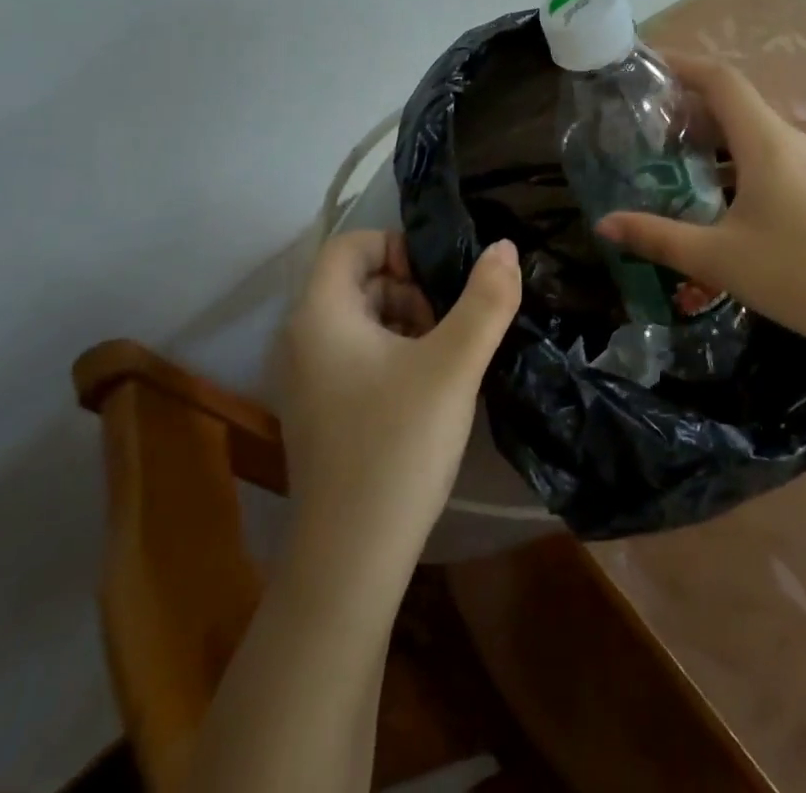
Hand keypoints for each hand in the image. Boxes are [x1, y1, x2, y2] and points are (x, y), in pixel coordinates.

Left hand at [278, 232, 520, 573]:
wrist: (350, 560)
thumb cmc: (398, 446)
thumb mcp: (454, 365)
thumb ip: (486, 300)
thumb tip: (504, 247)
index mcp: (321, 315)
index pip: (351, 244)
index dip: (397, 247)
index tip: (438, 282)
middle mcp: (301, 339)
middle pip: (358, 281)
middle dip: (409, 290)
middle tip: (448, 326)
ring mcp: (306, 379)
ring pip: (360, 321)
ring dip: (406, 323)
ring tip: (444, 360)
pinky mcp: (319, 411)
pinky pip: (355, 357)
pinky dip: (392, 356)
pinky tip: (425, 391)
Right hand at [598, 55, 805, 358]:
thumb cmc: (797, 273)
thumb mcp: (717, 258)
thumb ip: (657, 237)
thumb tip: (603, 224)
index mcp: (765, 141)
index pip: (720, 80)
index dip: (682, 64)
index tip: (646, 65)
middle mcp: (789, 141)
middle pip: (734, 103)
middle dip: (688, 105)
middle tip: (644, 123)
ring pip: (752, 133)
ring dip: (712, 138)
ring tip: (671, 160)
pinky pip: (768, 157)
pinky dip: (734, 162)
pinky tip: (715, 198)